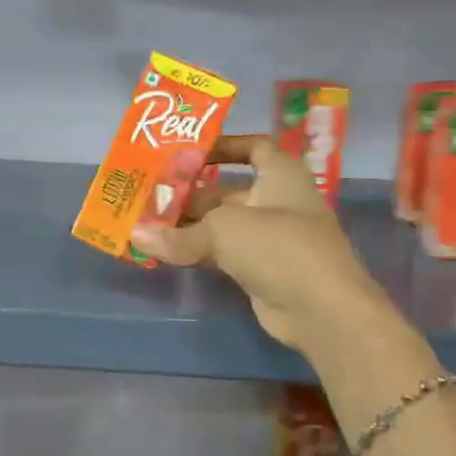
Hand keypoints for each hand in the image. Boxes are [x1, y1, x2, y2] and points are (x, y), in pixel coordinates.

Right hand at [131, 134, 385, 351]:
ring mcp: (269, 238)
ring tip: (146, 223)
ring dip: (187, 225)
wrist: (321, 309)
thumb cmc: (278, 247)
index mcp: (280, 175)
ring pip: (221, 224)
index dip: (223, 146)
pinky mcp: (260, 269)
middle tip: (148, 195)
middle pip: (226, 190)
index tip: (187, 153)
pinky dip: (196, 251)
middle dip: (189, 192)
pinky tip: (165, 252)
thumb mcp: (223, 231)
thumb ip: (177, 234)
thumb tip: (135, 235)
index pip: (253, 147)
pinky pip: (222, 253)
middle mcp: (276, 201)